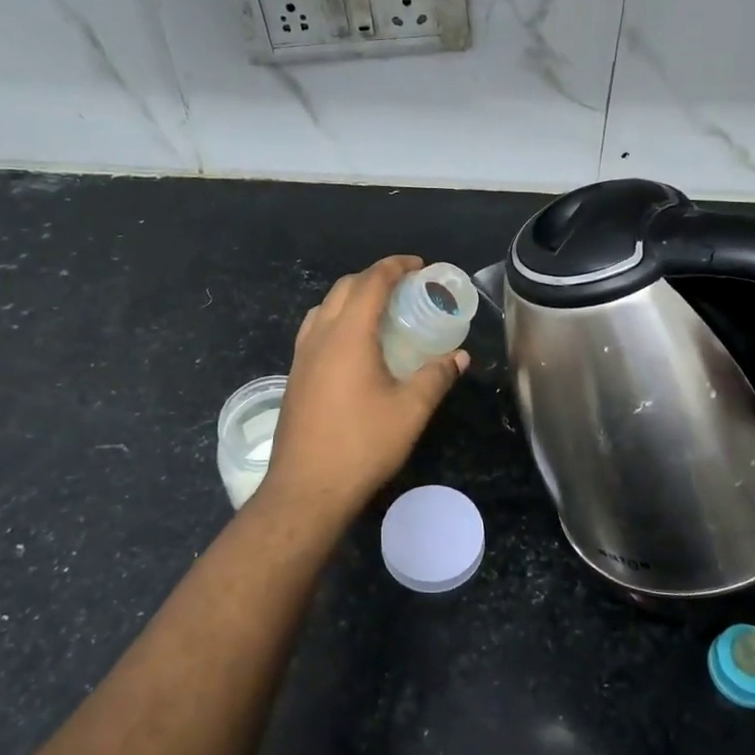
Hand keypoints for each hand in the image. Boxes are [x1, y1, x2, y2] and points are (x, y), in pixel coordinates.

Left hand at [262, 256, 467, 518]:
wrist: (306, 489)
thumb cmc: (362, 445)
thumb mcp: (411, 411)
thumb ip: (436, 377)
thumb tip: (459, 357)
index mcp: (348, 335)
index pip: (371, 282)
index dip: (396, 266)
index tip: (419, 265)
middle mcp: (320, 336)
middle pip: (345, 287)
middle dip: (375, 277)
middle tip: (406, 287)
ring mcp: (302, 356)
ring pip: (325, 307)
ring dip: (352, 297)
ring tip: (380, 311)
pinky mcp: (295, 376)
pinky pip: (315, 330)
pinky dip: (337, 320)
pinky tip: (354, 346)